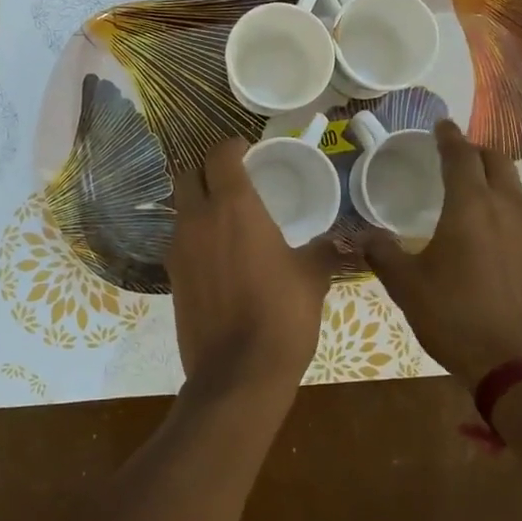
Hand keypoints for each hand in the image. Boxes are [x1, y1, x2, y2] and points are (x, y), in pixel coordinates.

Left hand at [167, 138, 335, 401]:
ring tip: (228, 217)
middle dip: (208, 169)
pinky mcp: (171, 277)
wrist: (237, 374)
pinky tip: (218, 255)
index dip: (232, 146)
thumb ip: (325, 251)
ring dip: (198, 202)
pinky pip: (179, 240)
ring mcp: (178, 248)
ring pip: (180, 208)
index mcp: (233, 206)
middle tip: (234, 179)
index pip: (219, 155)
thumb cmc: (281, 315)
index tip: (247, 149)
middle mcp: (197, 219)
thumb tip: (350, 243)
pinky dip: (194, 235)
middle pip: (189, 174)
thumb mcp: (311, 278)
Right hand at [364, 119, 521, 388]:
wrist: (516, 364)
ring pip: (513, 186)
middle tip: (453, 155)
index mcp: (470, 207)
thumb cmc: (454, 317)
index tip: (440, 125)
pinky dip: (504, 204)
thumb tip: (363, 235)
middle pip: (496, 161)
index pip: (460, 156)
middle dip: (474, 151)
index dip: (448, 137)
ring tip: (471, 188)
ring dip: (493, 176)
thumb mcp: (406, 286)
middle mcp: (506, 209)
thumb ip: (383, 254)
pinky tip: (490, 228)